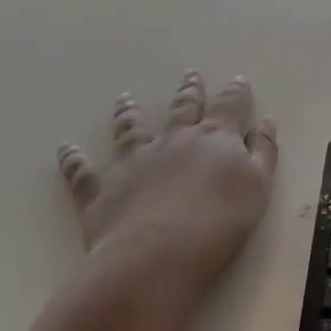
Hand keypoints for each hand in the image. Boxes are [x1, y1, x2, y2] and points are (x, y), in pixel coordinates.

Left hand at [55, 71, 277, 297]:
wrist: (158, 256)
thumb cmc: (220, 222)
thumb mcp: (259, 185)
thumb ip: (263, 151)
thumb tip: (265, 122)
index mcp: (215, 139)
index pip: (230, 107)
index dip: (236, 93)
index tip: (239, 80)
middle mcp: (174, 141)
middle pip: (182, 109)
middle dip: (189, 91)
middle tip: (190, 75)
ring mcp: (134, 163)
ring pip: (131, 129)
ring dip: (129, 112)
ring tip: (125, 97)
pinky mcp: (101, 190)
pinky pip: (82, 171)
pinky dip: (73, 158)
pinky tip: (65, 147)